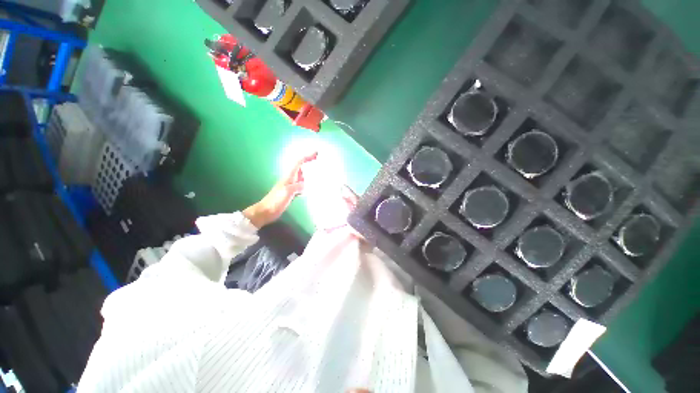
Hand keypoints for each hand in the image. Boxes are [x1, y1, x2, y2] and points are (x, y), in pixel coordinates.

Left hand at [243, 152, 317, 227]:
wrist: (266, 211)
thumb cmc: (275, 201)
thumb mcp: (287, 192)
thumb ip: (298, 186)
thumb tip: (306, 184)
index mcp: (289, 176)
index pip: (299, 162)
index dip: (307, 156)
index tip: (316, 153)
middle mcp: (291, 179)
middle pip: (301, 167)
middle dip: (310, 163)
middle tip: (321, 162)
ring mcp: (291, 186)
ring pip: (302, 176)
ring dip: (310, 173)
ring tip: (320, 173)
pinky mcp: (292, 193)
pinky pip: (303, 185)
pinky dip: (309, 183)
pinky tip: (313, 187)